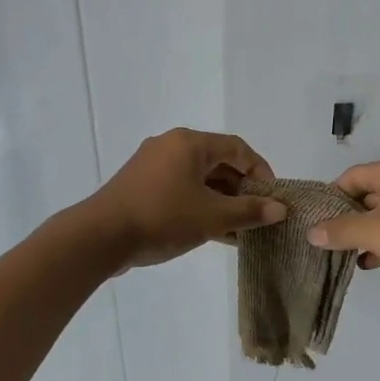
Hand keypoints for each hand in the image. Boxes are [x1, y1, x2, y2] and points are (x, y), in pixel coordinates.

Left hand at [83, 129, 283, 271]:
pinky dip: (200, 204)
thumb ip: (249, 211)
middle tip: (257, 214)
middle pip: (218, 161)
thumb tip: (280, 209)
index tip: (272, 197)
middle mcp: (171, 146)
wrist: (99, 238)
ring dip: (221, 201)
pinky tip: (213, 231)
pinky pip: (180, 188)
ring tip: (239, 229)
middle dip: (241, 189)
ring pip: (199, 178)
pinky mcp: (140, 186)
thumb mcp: (212, 217)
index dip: (260, 171)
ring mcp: (152, 165)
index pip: (238, 148)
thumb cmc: (162, 218)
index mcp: (190, 143)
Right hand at [306, 157, 379, 291]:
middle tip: (326, 239)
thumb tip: (312, 232)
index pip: (354, 175)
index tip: (316, 219)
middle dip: (348, 217)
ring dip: (366, 234)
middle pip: (370, 194)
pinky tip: (370, 263)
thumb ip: (341, 230)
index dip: (332, 195)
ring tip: (344, 254)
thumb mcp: (375, 231)